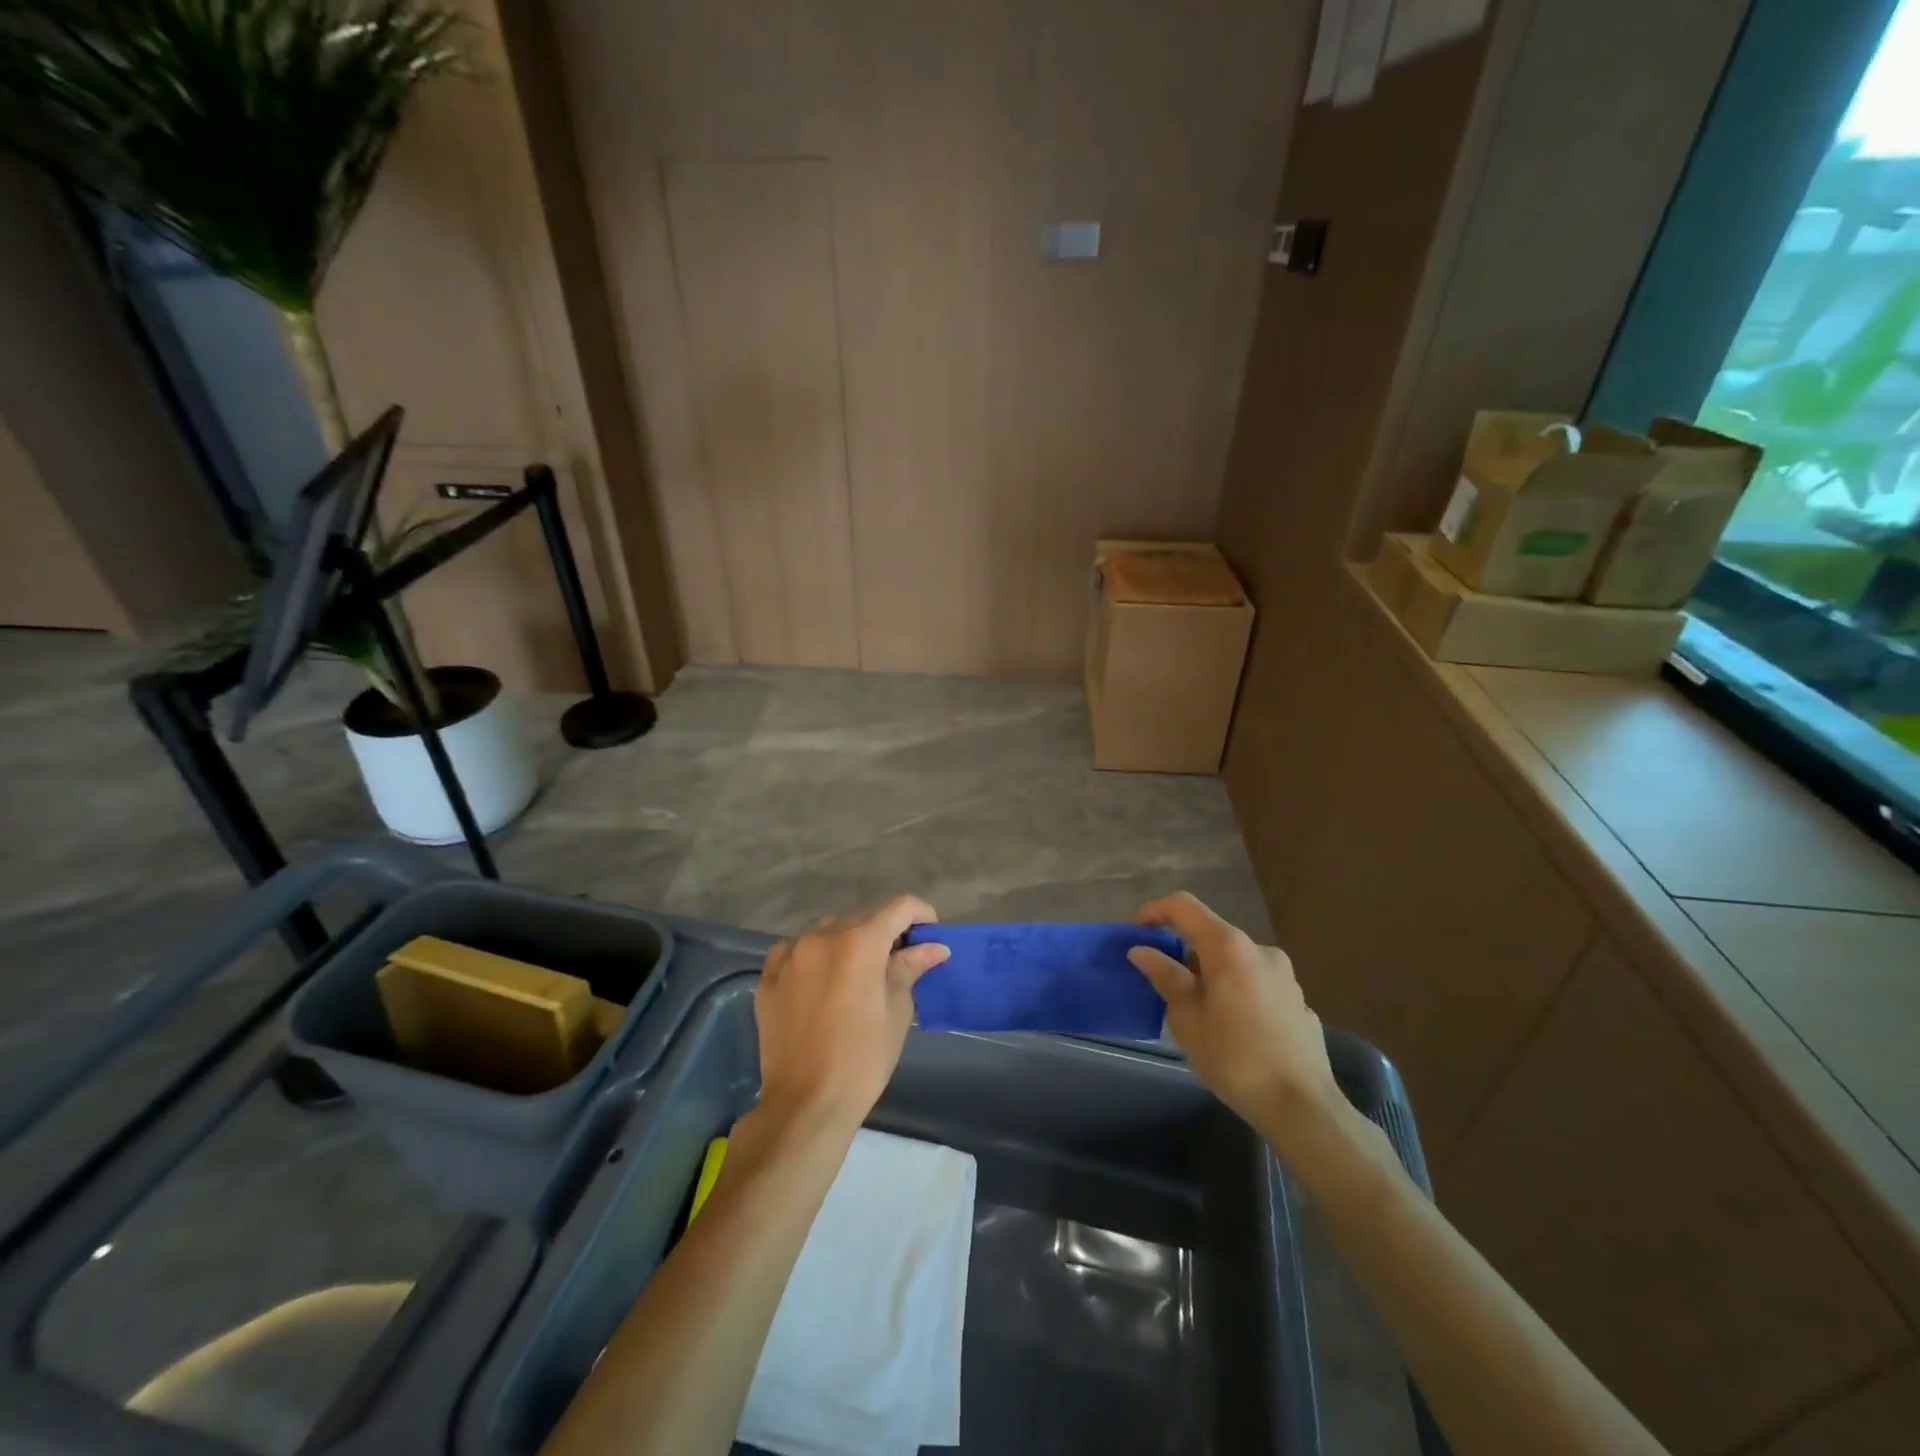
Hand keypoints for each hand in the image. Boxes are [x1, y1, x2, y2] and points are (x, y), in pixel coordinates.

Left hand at [753, 897, 949, 1129]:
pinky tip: (819, 980)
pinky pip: (794, 950)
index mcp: (860, 942)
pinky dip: (812, 956)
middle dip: (885, 933)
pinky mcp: (768, 977)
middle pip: (863, 918)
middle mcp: (822, 936)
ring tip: (856, 973)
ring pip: (827, 930)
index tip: (930, 935)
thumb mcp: (896, 1012)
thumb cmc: (863, 1059)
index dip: (921, 915)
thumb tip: (934, 947)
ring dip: (847, 942)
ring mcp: (790, 954)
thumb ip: (910, 968)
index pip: (900, 908)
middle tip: (897, 962)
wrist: (806, 1103)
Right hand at [1129, 893, 1342, 1143]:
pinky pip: (1257, 985)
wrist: (1302, 1106)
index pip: (1183, 906)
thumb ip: (1165, 976)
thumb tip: (1142, 951)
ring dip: (1212, 975)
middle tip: (1166, 986)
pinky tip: (1235, 1030)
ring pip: (1235, 962)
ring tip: (1200, 1014)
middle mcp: (1260, 949)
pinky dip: (1237, 993)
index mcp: (1229, 946)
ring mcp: (1285, 975)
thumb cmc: (1233, 1057)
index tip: (1136, 933)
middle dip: (1184, 953)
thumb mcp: (1187, 1018)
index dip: (1154, 912)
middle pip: (1211, 935)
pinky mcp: (1299, 1001)